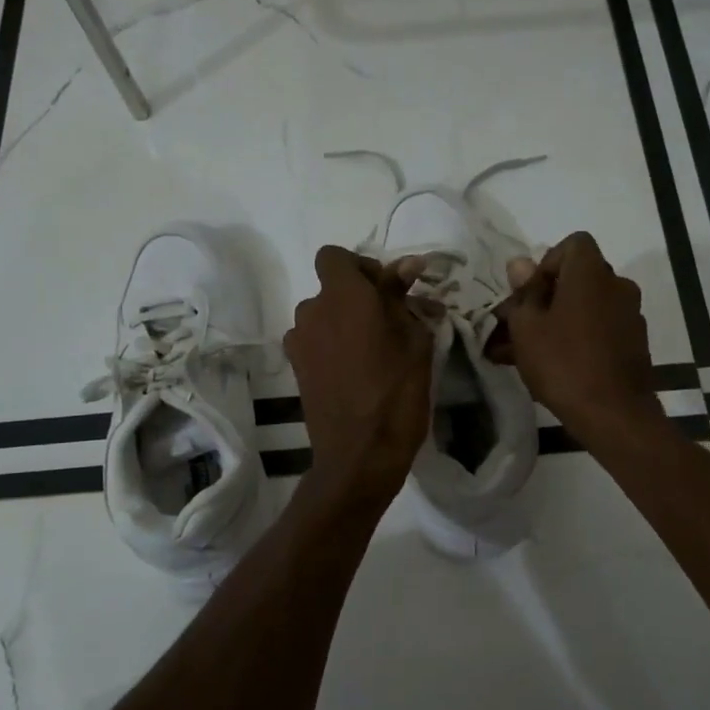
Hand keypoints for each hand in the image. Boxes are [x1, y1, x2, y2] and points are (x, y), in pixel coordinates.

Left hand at [285, 246, 432, 504]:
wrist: (360, 453)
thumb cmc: (397, 392)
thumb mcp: (414, 339)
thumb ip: (402, 297)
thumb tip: (406, 264)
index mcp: (343, 295)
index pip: (334, 256)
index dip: (360, 266)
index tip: (387, 291)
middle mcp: (312, 310)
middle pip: (330, 288)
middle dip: (357, 297)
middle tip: (389, 323)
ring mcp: (299, 341)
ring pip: (322, 316)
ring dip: (343, 322)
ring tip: (372, 351)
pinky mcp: (295, 368)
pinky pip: (314, 341)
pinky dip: (331, 345)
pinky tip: (354, 371)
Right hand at [492, 232, 663, 446]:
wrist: (613, 414)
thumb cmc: (562, 362)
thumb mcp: (527, 327)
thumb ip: (523, 292)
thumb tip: (520, 264)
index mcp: (592, 274)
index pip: (573, 244)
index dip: (547, 263)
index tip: (529, 294)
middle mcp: (617, 286)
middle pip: (578, 278)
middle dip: (547, 297)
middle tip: (518, 325)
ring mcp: (630, 316)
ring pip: (585, 308)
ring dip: (557, 321)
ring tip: (523, 352)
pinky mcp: (634, 344)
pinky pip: (598, 330)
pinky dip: (577, 339)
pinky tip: (552, 366)